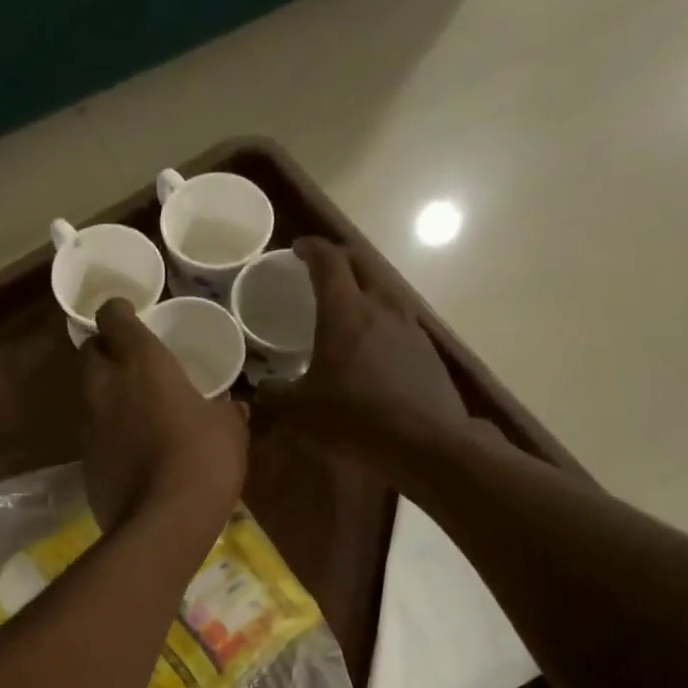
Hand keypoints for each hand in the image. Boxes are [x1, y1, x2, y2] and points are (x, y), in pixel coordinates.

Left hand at [82, 300, 247, 534]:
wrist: (163, 522)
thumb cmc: (202, 459)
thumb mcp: (229, 429)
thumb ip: (227, 409)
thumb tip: (233, 406)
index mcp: (141, 362)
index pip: (113, 317)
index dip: (118, 313)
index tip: (130, 317)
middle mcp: (105, 386)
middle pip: (90, 352)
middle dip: (105, 351)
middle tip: (131, 362)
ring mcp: (88, 425)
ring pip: (88, 394)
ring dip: (105, 394)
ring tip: (134, 408)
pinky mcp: (84, 461)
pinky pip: (92, 433)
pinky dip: (106, 432)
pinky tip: (131, 449)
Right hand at [259, 237, 473, 462]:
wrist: (425, 440)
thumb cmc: (355, 417)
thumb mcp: (301, 410)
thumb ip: (276, 392)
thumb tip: (263, 386)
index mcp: (345, 312)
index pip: (329, 261)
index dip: (312, 248)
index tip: (298, 248)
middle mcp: (380, 306)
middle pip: (361, 264)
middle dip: (339, 260)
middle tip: (319, 270)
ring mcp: (409, 324)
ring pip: (383, 289)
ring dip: (363, 287)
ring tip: (345, 305)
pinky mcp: (425, 346)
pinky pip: (398, 316)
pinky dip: (379, 316)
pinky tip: (371, 342)